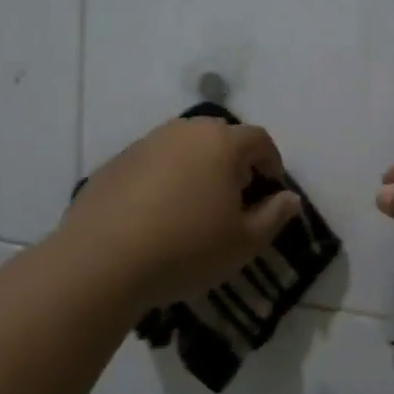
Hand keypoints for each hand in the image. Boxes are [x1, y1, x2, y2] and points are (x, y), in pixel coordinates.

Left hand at [61, 118, 301, 314]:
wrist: (103, 261)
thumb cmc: (187, 249)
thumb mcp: (244, 242)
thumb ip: (274, 215)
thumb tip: (290, 198)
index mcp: (220, 143)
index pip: (259, 139)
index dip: (272, 162)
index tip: (271, 188)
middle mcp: (183, 132)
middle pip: (219, 137)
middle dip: (234, 161)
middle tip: (234, 197)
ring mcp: (144, 144)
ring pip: (182, 148)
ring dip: (196, 168)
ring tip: (194, 207)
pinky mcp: (115, 163)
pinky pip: (152, 164)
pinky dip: (163, 180)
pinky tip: (156, 215)